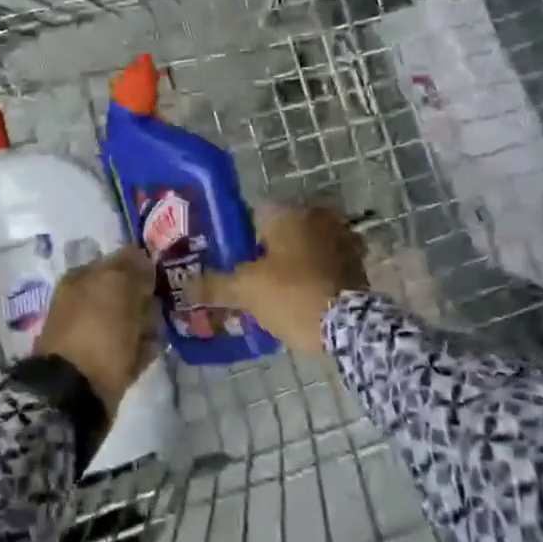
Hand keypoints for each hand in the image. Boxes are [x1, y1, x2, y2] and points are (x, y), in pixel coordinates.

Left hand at [33, 245, 159, 416]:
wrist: (75, 392)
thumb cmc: (97, 330)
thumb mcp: (117, 286)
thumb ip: (132, 266)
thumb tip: (143, 257)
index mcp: (81, 278)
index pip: (119, 262)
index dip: (143, 268)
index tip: (163, 278)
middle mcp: (85, 302)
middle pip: (128, 294)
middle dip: (147, 301)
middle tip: (161, 308)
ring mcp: (93, 333)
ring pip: (132, 322)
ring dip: (147, 326)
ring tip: (156, 334)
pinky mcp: (104, 363)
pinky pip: (131, 349)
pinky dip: (142, 350)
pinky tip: (149, 352)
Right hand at [182, 205, 366, 354]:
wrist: (349, 327)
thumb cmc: (291, 295)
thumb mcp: (245, 291)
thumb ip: (213, 285)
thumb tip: (184, 285)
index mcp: (287, 214)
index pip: (254, 215)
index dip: (241, 238)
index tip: (233, 260)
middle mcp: (317, 217)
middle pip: (282, 232)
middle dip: (269, 251)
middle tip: (253, 278)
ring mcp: (342, 238)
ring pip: (306, 247)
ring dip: (295, 262)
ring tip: (277, 291)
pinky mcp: (358, 263)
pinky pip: (327, 264)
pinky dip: (316, 275)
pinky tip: (303, 297)